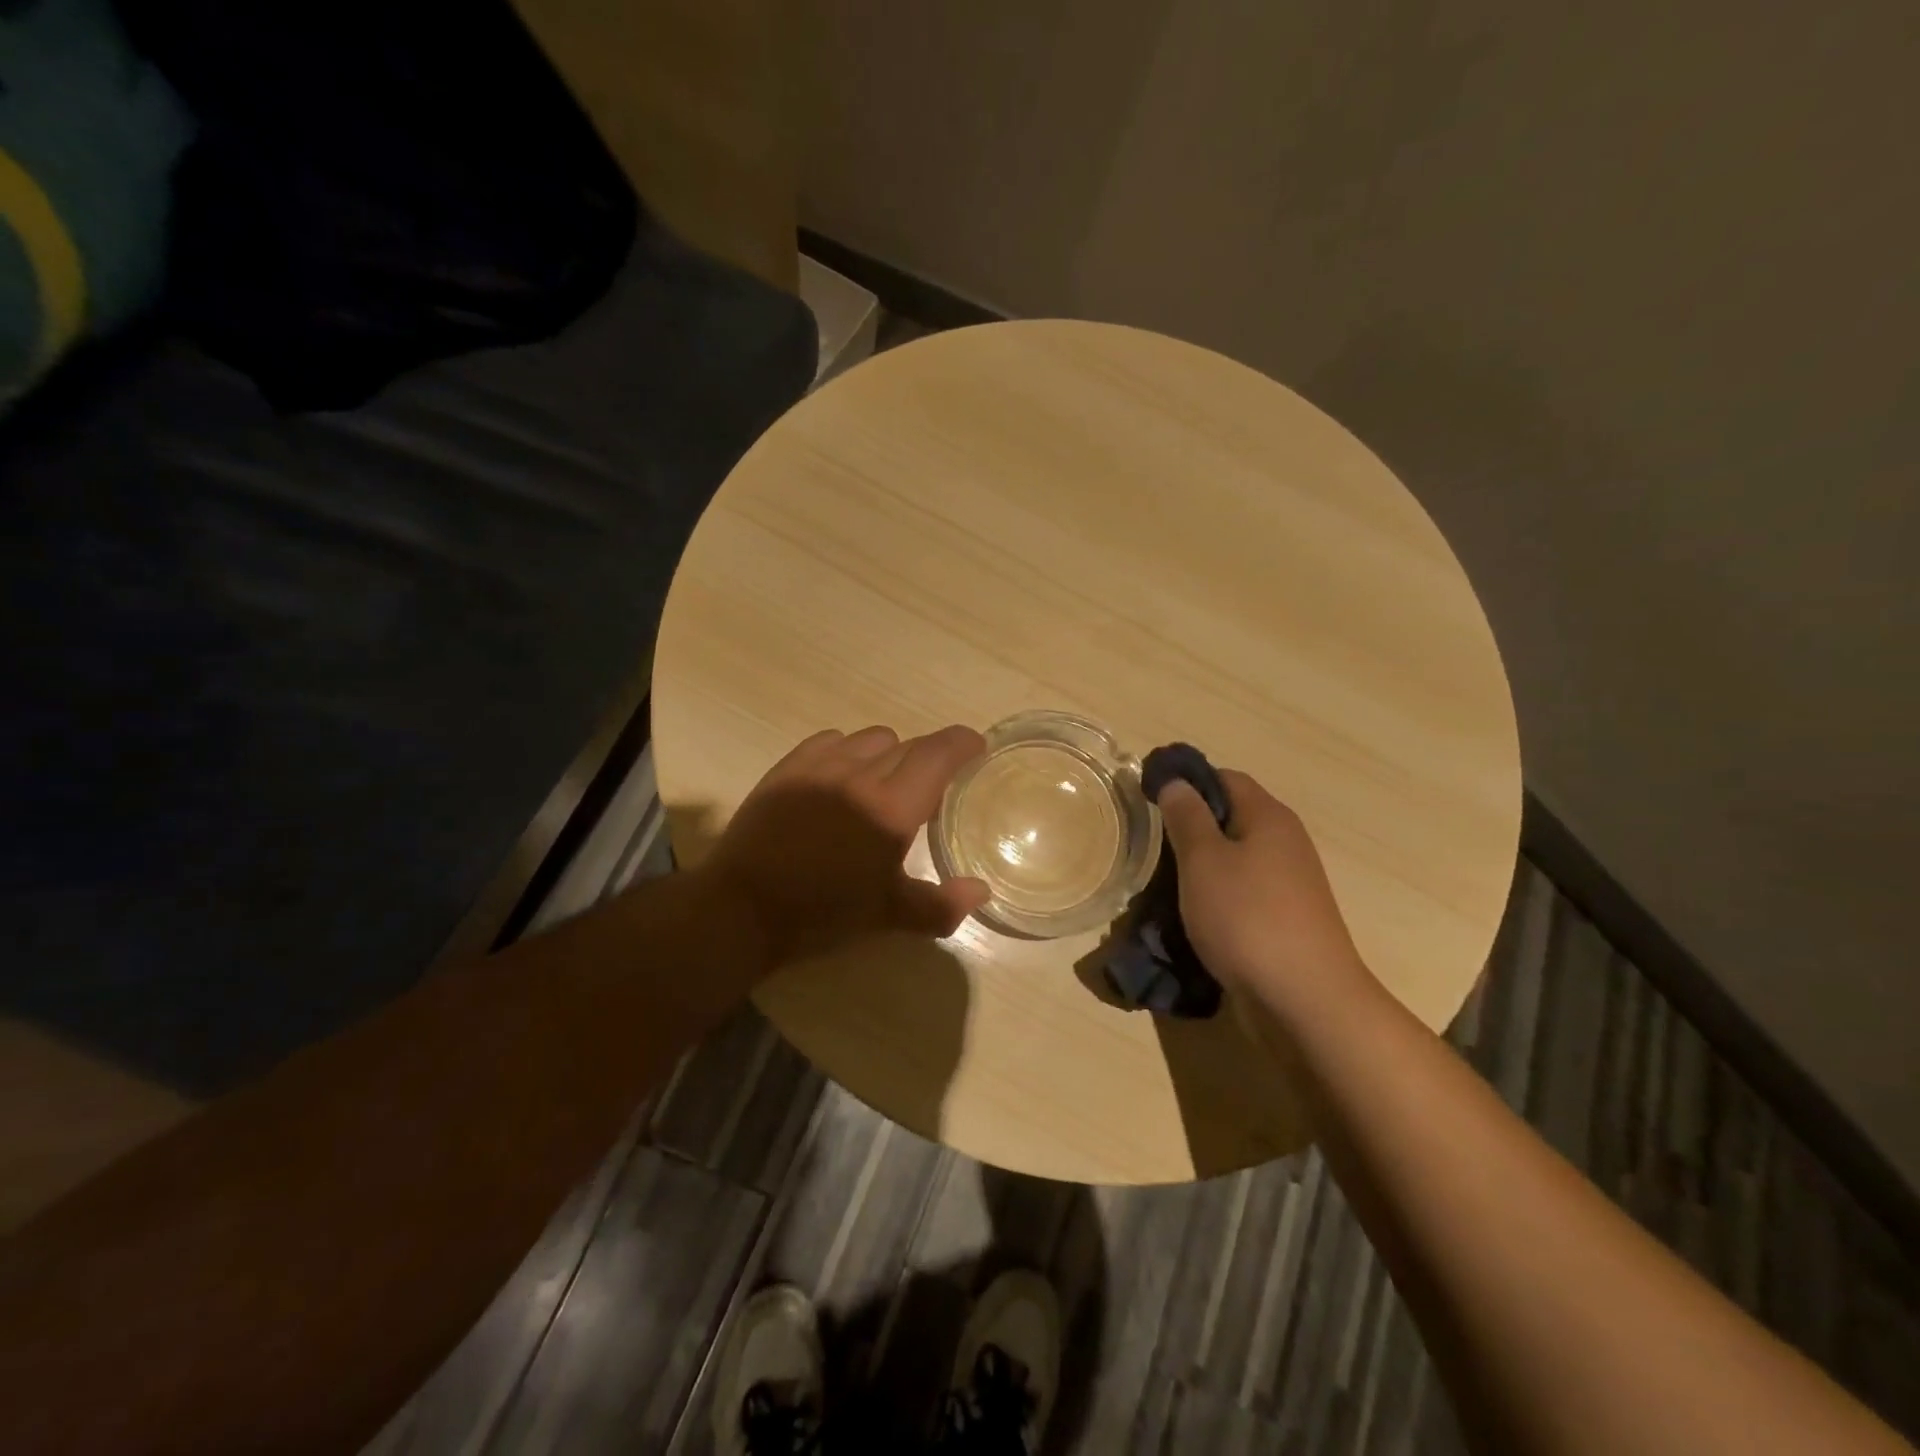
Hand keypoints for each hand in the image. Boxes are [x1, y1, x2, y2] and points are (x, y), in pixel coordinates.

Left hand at [702, 724, 991, 965]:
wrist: (742, 907)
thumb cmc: (822, 914)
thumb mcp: (887, 916)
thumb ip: (940, 905)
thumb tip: (980, 891)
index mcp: (892, 808)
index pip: (938, 754)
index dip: (963, 743)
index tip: (975, 747)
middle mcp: (861, 774)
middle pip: (909, 745)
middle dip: (928, 759)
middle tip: (929, 789)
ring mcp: (821, 765)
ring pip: (872, 738)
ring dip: (889, 754)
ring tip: (882, 783)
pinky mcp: (789, 766)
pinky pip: (832, 739)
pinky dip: (848, 751)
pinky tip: (841, 777)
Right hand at [1157, 770, 1375, 1020]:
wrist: (1305, 998)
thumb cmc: (1247, 917)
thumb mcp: (1203, 860)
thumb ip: (1186, 816)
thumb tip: (1176, 782)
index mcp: (1269, 816)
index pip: (1224, 778)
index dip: (1186, 782)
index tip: (1150, 800)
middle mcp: (1285, 841)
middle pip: (1231, 817)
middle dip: (1191, 828)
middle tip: (1153, 847)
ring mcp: (1290, 882)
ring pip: (1236, 857)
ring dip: (1202, 866)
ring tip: (1167, 885)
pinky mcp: (1287, 917)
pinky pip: (1244, 891)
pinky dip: (1218, 895)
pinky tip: (1196, 915)